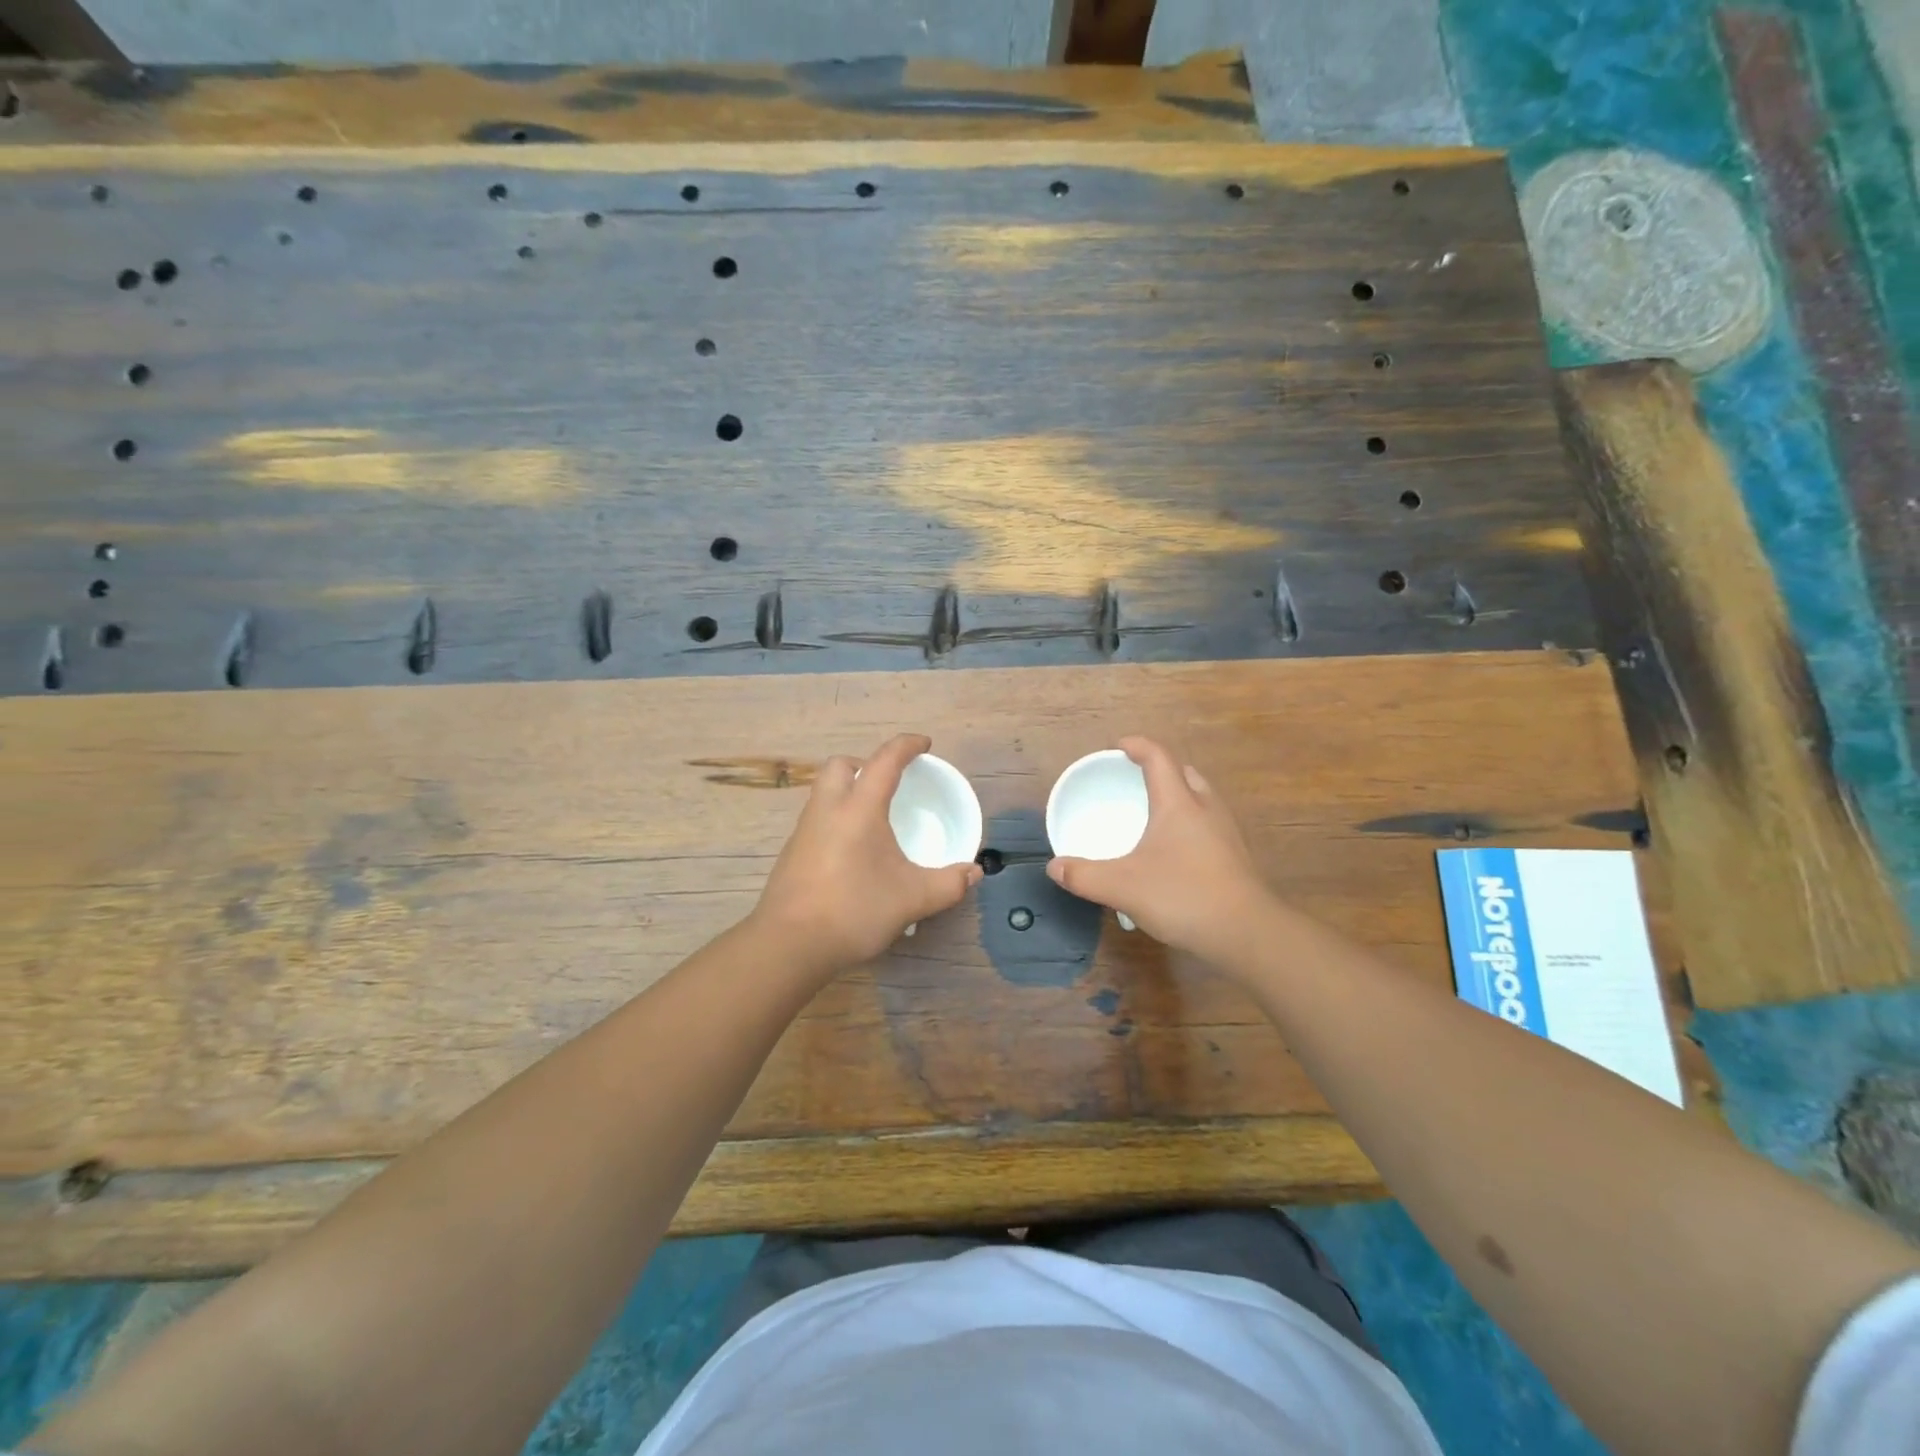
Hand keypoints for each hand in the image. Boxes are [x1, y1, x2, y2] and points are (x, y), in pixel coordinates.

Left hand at [751, 733, 982, 979]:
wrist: (789, 944)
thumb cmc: (854, 910)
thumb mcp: (912, 899)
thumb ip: (948, 884)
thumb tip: (974, 873)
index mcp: (859, 808)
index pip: (885, 761)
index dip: (906, 746)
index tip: (924, 744)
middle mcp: (827, 809)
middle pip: (840, 765)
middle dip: (865, 764)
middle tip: (888, 784)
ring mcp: (804, 831)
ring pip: (824, 792)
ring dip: (848, 791)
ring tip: (873, 819)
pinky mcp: (792, 853)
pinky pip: (816, 819)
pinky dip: (836, 819)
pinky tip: (852, 852)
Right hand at [1047, 736, 1277, 970]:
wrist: (1247, 933)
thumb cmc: (1183, 897)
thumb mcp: (1122, 887)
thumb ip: (1084, 876)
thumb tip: (1054, 867)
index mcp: (1179, 803)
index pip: (1159, 758)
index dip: (1138, 746)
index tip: (1119, 746)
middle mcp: (1206, 808)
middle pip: (1185, 773)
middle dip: (1160, 769)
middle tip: (1136, 779)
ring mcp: (1226, 832)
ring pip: (1201, 798)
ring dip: (1179, 795)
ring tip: (1155, 812)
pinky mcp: (1236, 856)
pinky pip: (1209, 823)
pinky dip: (1190, 821)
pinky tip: (1176, 849)